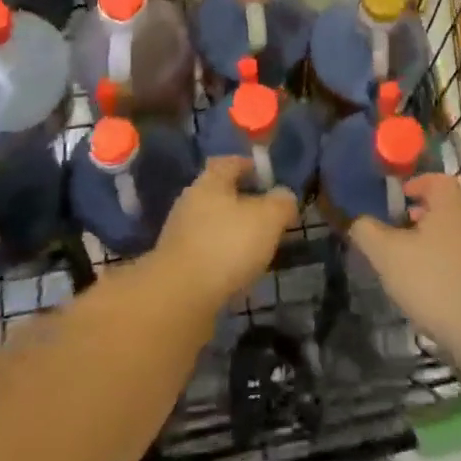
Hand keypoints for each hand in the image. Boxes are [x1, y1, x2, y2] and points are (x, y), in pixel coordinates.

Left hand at [154, 156, 297, 309]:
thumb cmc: (227, 245)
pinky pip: (205, 251)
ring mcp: (179, 234)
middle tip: (268, 216)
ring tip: (256, 247)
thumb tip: (285, 195)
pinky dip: (222, 256)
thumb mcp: (268, 219)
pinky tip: (237, 271)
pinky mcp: (175, 264)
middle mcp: (190, 202)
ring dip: (232, 232)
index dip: (250, 166)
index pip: (231, 162)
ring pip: (212, 224)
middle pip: (219, 194)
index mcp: (210, 182)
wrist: (179, 297)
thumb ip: (281, 203)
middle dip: (243, 202)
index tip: (268, 178)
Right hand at [350, 173, 460, 359]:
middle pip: (445, 203)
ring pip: (453, 229)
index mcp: (450, 201)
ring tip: (408, 254)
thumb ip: (367, 232)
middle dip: (422, 211)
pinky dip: (444, 256)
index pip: (434, 179)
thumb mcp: (387, 255)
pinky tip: (427, 280)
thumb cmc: (433, 280)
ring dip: (432, 236)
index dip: (414, 184)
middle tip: (400, 224)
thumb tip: (356, 221)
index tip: (396, 198)